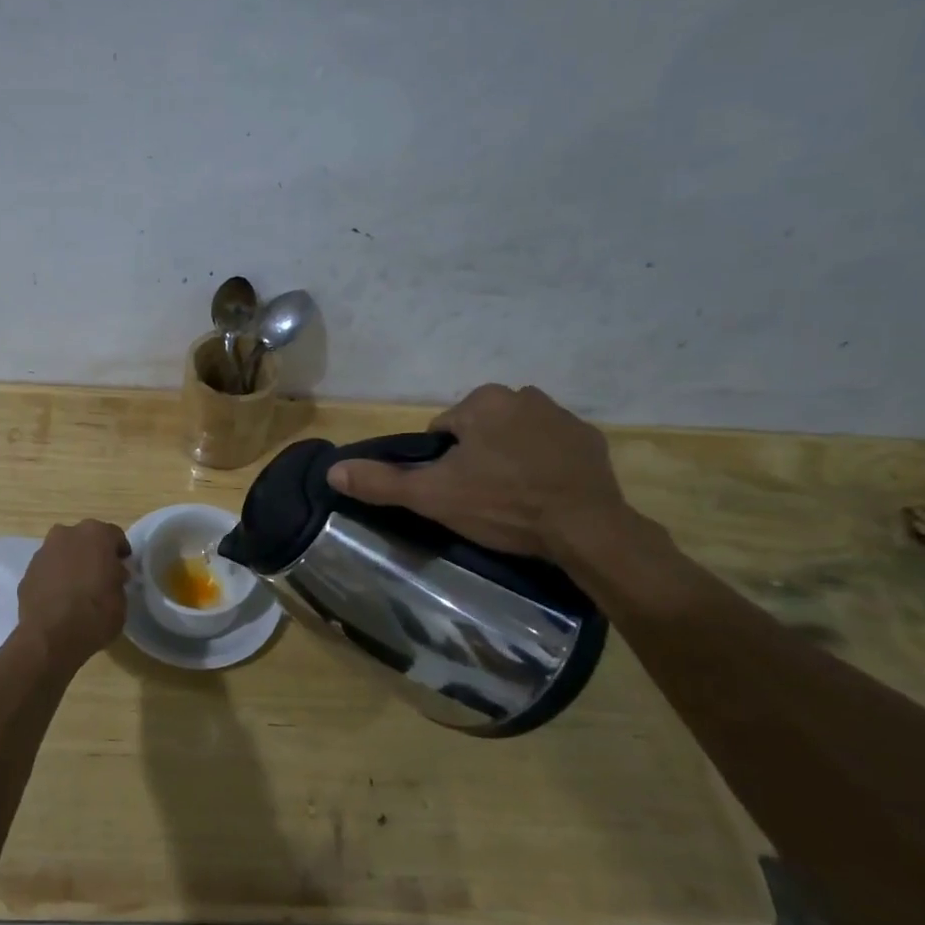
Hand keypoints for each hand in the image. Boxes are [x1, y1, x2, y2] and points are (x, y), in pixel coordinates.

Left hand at [16, 519, 131, 666]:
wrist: (51, 637)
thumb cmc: (96, 613)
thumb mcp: (121, 598)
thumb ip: (116, 578)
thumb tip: (111, 574)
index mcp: (96, 534)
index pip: (114, 536)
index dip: (120, 552)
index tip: (123, 568)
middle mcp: (67, 534)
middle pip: (85, 539)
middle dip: (93, 553)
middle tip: (101, 576)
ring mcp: (43, 552)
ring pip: (63, 552)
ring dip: (71, 564)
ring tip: (78, 589)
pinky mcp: (27, 572)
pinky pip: (47, 571)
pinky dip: (54, 579)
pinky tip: (59, 600)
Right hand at [326, 385, 631, 561]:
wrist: (585, 529)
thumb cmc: (502, 505)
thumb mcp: (433, 496)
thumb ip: (382, 481)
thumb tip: (333, 471)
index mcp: (482, 402)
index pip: (443, 431)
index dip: (442, 464)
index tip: (455, 491)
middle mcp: (523, 395)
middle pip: (480, 430)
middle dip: (476, 458)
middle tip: (482, 499)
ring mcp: (562, 416)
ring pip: (515, 437)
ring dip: (509, 459)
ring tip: (514, 500)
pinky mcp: (590, 440)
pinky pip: (551, 448)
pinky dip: (544, 465)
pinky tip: (545, 496)